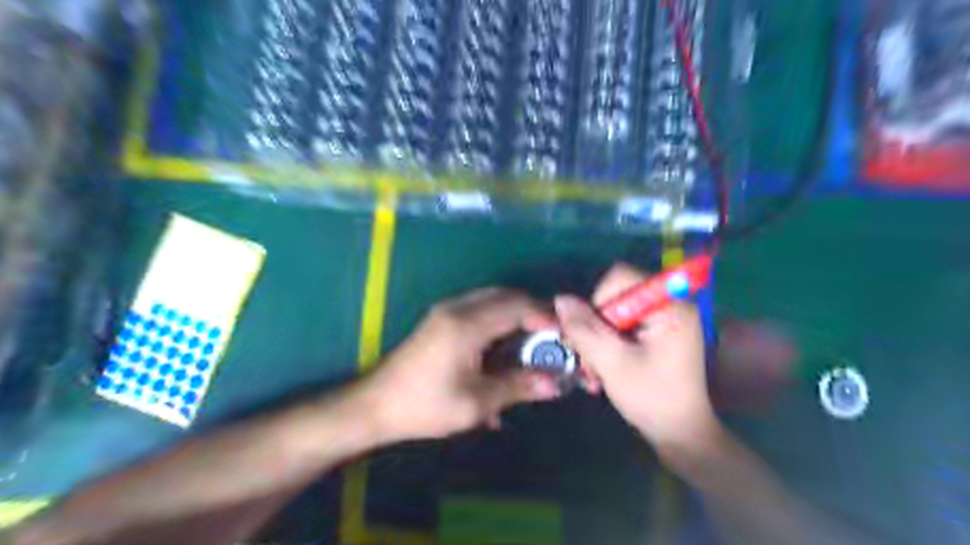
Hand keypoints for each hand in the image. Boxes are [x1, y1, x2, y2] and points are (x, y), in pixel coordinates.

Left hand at [359, 287, 564, 439]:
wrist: (376, 405)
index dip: (545, 316)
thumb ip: (517, 387)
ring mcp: (447, 310)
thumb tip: (554, 384)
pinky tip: (503, 350)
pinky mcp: (442, 319)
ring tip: (532, 344)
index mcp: (467, 325)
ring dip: (516, 316)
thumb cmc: (425, 406)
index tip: (564, 335)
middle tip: (551, 339)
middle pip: (507, 296)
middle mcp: (458, 308)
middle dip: (533, 313)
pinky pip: (479, 310)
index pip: (517, 306)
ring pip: (493, 300)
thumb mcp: (476, 402)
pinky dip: (498, 321)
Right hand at [553, 264, 718, 450]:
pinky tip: (602, 369)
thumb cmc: (653, 399)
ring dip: (596, 339)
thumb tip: (560, 299)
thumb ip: (584, 329)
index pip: (620, 278)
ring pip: (612, 313)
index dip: (597, 301)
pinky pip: (619, 325)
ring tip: (594, 371)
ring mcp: (662, 319)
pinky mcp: (656, 332)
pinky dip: (606, 344)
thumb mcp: (613, 363)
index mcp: (669, 306)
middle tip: (588, 359)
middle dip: (594, 327)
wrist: (681, 435)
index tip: (594, 335)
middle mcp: (668, 304)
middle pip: (614, 295)